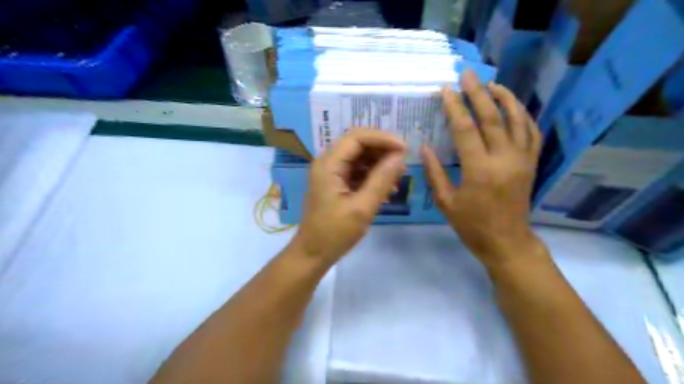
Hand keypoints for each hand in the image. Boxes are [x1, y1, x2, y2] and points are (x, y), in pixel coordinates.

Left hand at [292, 130, 404, 264]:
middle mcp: (328, 163)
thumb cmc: (335, 233)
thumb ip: (381, 180)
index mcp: (329, 164)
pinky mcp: (336, 184)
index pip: (357, 137)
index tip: (405, 149)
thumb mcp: (362, 208)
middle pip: (358, 145)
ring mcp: (331, 173)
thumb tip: (399, 156)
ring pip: (360, 158)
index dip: (382, 138)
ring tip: (398, 179)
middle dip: (383, 151)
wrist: (313, 254)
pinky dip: (373, 176)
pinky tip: (386, 190)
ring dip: (380, 165)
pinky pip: (357, 172)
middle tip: (403, 165)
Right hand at [423, 72, 546, 269]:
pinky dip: (524, 116)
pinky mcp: (531, 164)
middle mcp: (504, 159)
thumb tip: (425, 147)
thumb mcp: (445, 202)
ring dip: (505, 98)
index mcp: (479, 170)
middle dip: (478, 92)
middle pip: (492, 117)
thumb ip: (435, 173)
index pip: (466, 129)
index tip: (446, 89)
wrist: (507, 242)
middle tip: (468, 74)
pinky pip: (532, 133)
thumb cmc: (471, 225)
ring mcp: (522, 160)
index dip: (455, 107)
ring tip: (492, 84)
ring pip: (517, 120)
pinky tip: (514, 108)